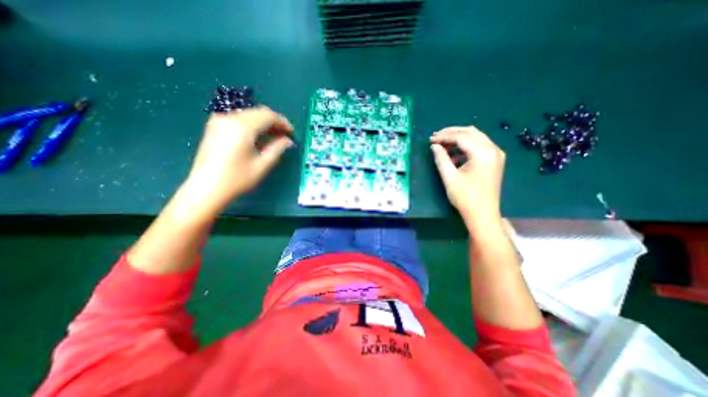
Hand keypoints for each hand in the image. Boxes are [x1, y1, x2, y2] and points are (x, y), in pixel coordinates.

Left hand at [185, 106, 293, 210]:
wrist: (206, 188)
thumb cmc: (237, 179)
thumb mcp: (262, 165)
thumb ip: (277, 148)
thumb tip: (288, 140)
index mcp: (242, 127)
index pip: (268, 115)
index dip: (283, 122)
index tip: (292, 133)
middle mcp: (229, 118)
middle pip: (258, 112)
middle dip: (274, 122)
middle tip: (285, 136)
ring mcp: (219, 121)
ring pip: (248, 114)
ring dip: (263, 123)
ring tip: (273, 137)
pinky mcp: (215, 127)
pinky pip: (239, 119)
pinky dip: (252, 125)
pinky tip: (257, 137)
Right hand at [429, 126, 504, 225]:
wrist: (482, 214)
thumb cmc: (465, 197)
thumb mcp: (449, 177)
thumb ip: (441, 158)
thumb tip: (434, 146)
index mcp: (483, 153)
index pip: (461, 137)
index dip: (444, 137)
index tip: (431, 139)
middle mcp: (493, 149)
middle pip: (471, 133)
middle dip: (452, 133)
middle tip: (436, 136)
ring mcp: (496, 155)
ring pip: (476, 138)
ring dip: (459, 138)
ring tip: (443, 144)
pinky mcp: (495, 161)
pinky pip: (479, 146)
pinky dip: (466, 147)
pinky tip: (454, 154)